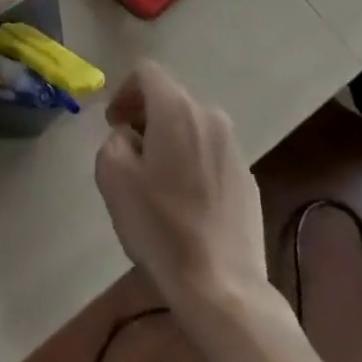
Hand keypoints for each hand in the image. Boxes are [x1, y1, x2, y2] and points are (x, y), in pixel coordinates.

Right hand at [94, 63, 267, 309]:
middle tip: (130, 149)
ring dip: (172, 139)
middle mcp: (210, 117)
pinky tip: (186, 201)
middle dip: (147, 116)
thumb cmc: (161, 226)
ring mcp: (234, 150)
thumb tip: (131, 137)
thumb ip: (114, 139)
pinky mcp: (249, 181)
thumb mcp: (112, 175)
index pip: (146, 72)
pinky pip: (212, 155)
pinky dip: (194, 163)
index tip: (114, 123)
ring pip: (193, 127)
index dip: (124, 91)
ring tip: (158, 178)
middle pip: (171, 98)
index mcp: (176, 109)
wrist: (224, 289)